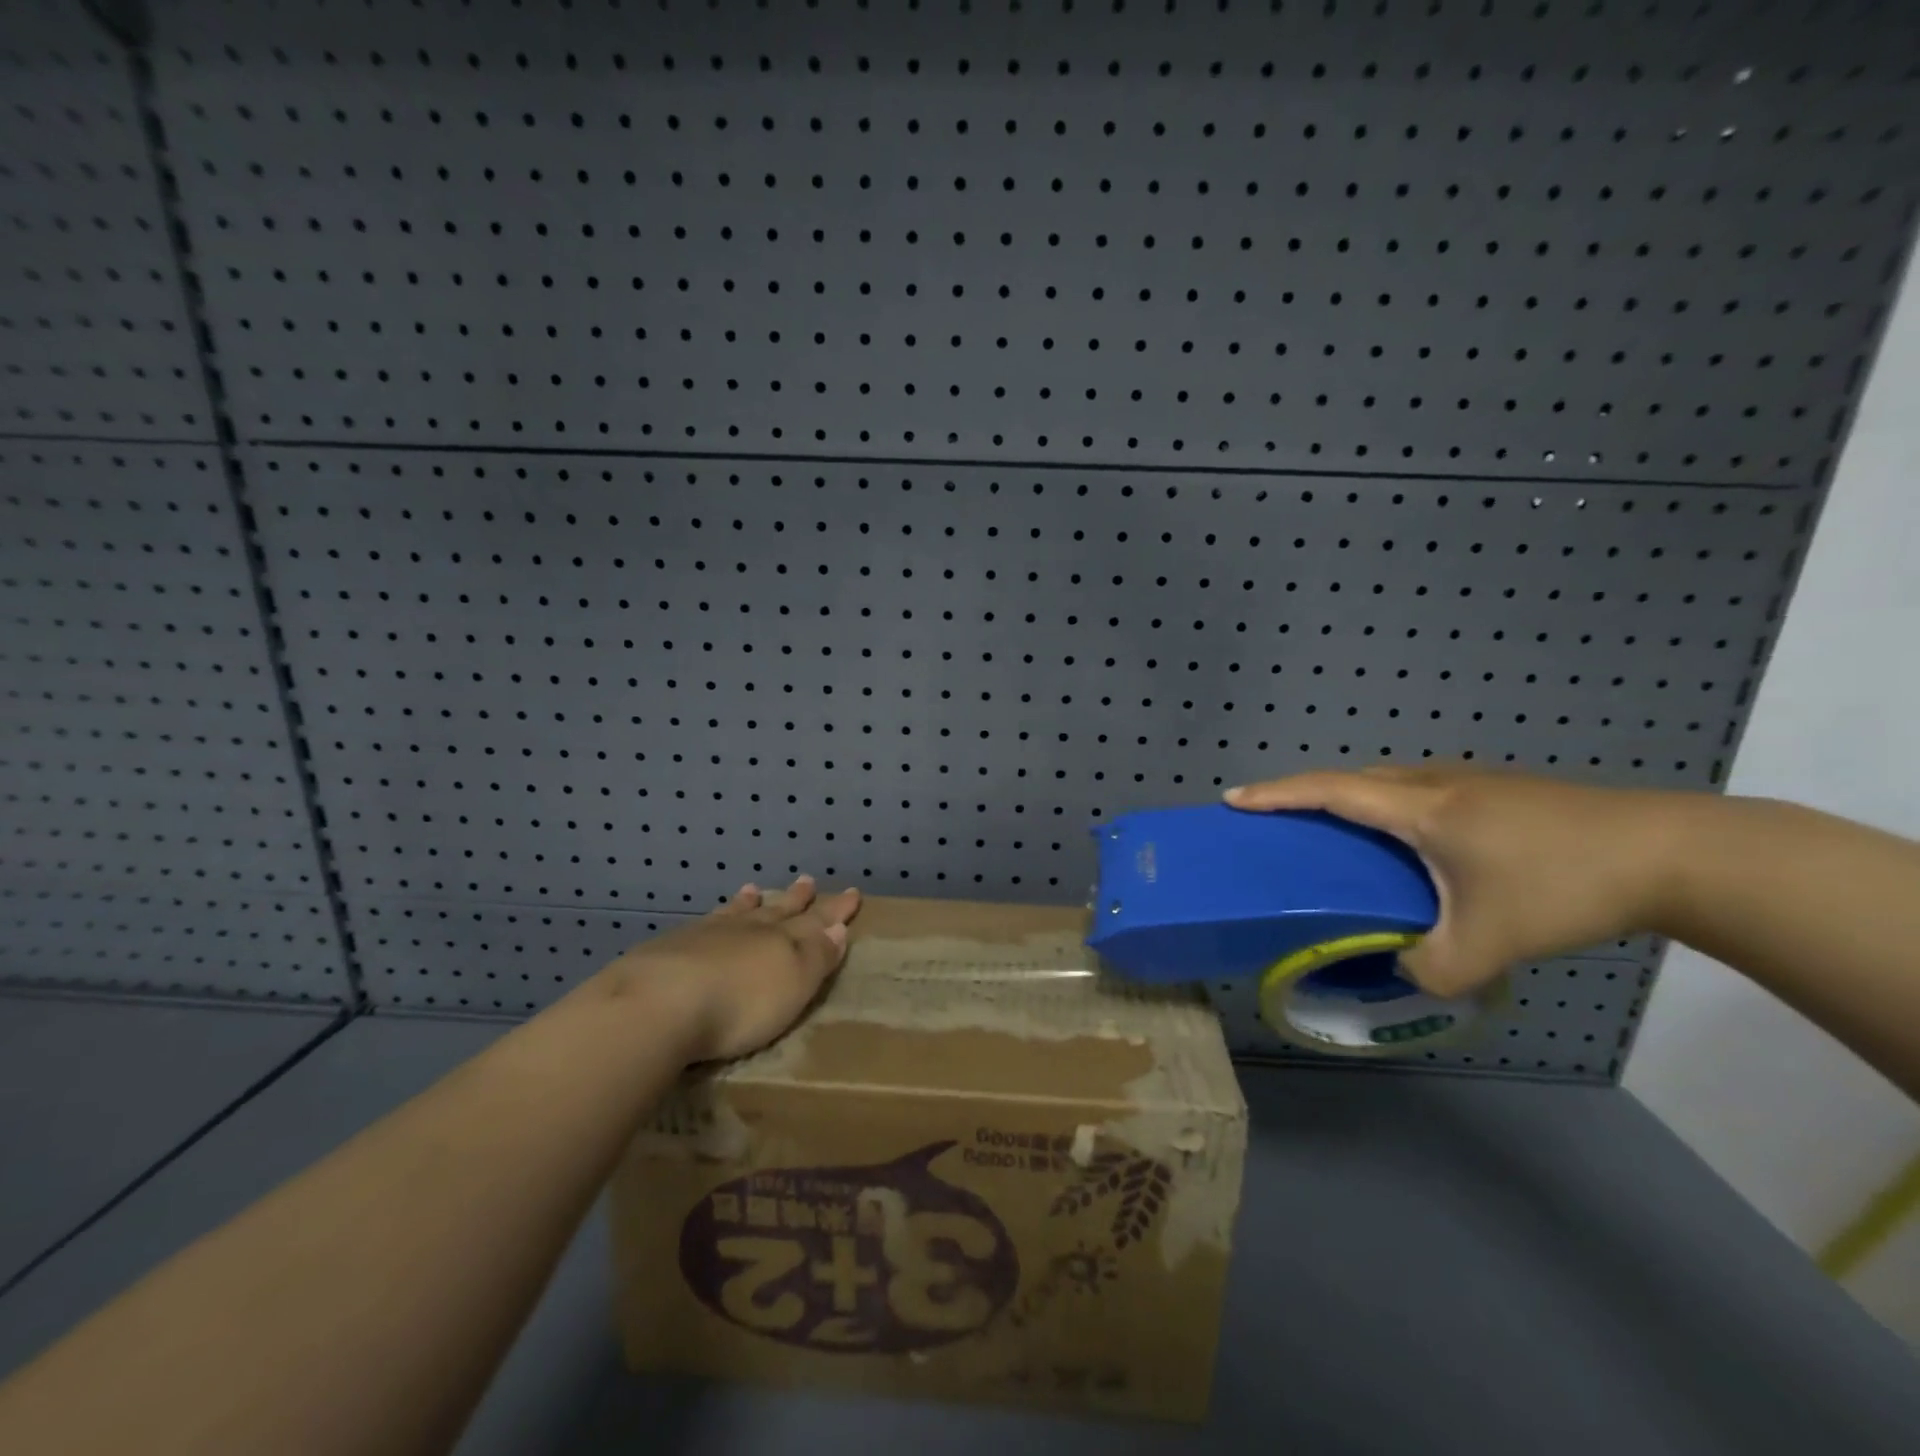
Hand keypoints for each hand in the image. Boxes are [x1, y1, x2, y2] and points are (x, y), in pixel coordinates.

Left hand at [598, 875, 861, 1062]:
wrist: (661, 1003)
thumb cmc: (741, 1004)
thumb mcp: (795, 984)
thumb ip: (817, 956)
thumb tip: (839, 927)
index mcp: (783, 941)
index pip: (817, 922)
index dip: (835, 910)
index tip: (852, 893)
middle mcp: (749, 930)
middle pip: (778, 911)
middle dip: (796, 899)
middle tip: (808, 881)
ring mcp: (708, 934)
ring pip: (737, 912)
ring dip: (750, 903)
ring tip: (754, 889)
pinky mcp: (672, 947)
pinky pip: (704, 922)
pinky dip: (715, 916)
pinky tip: (708, 918)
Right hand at [1225, 766, 1681, 996]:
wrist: (1674, 853)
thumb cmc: (1565, 884)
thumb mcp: (1489, 944)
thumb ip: (1430, 968)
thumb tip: (1400, 971)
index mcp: (1419, 807)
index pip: (1328, 791)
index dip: (1275, 794)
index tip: (1233, 800)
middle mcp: (1435, 783)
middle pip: (1353, 779)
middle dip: (1307, 796)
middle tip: (1282, 825)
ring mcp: (1472, 782)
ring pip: (1390, 784)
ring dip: (1353, 802)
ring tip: (1340, 838)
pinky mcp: (1501, 792)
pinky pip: (1421, 793)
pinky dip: (1391, 810)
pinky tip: (1413, 847)